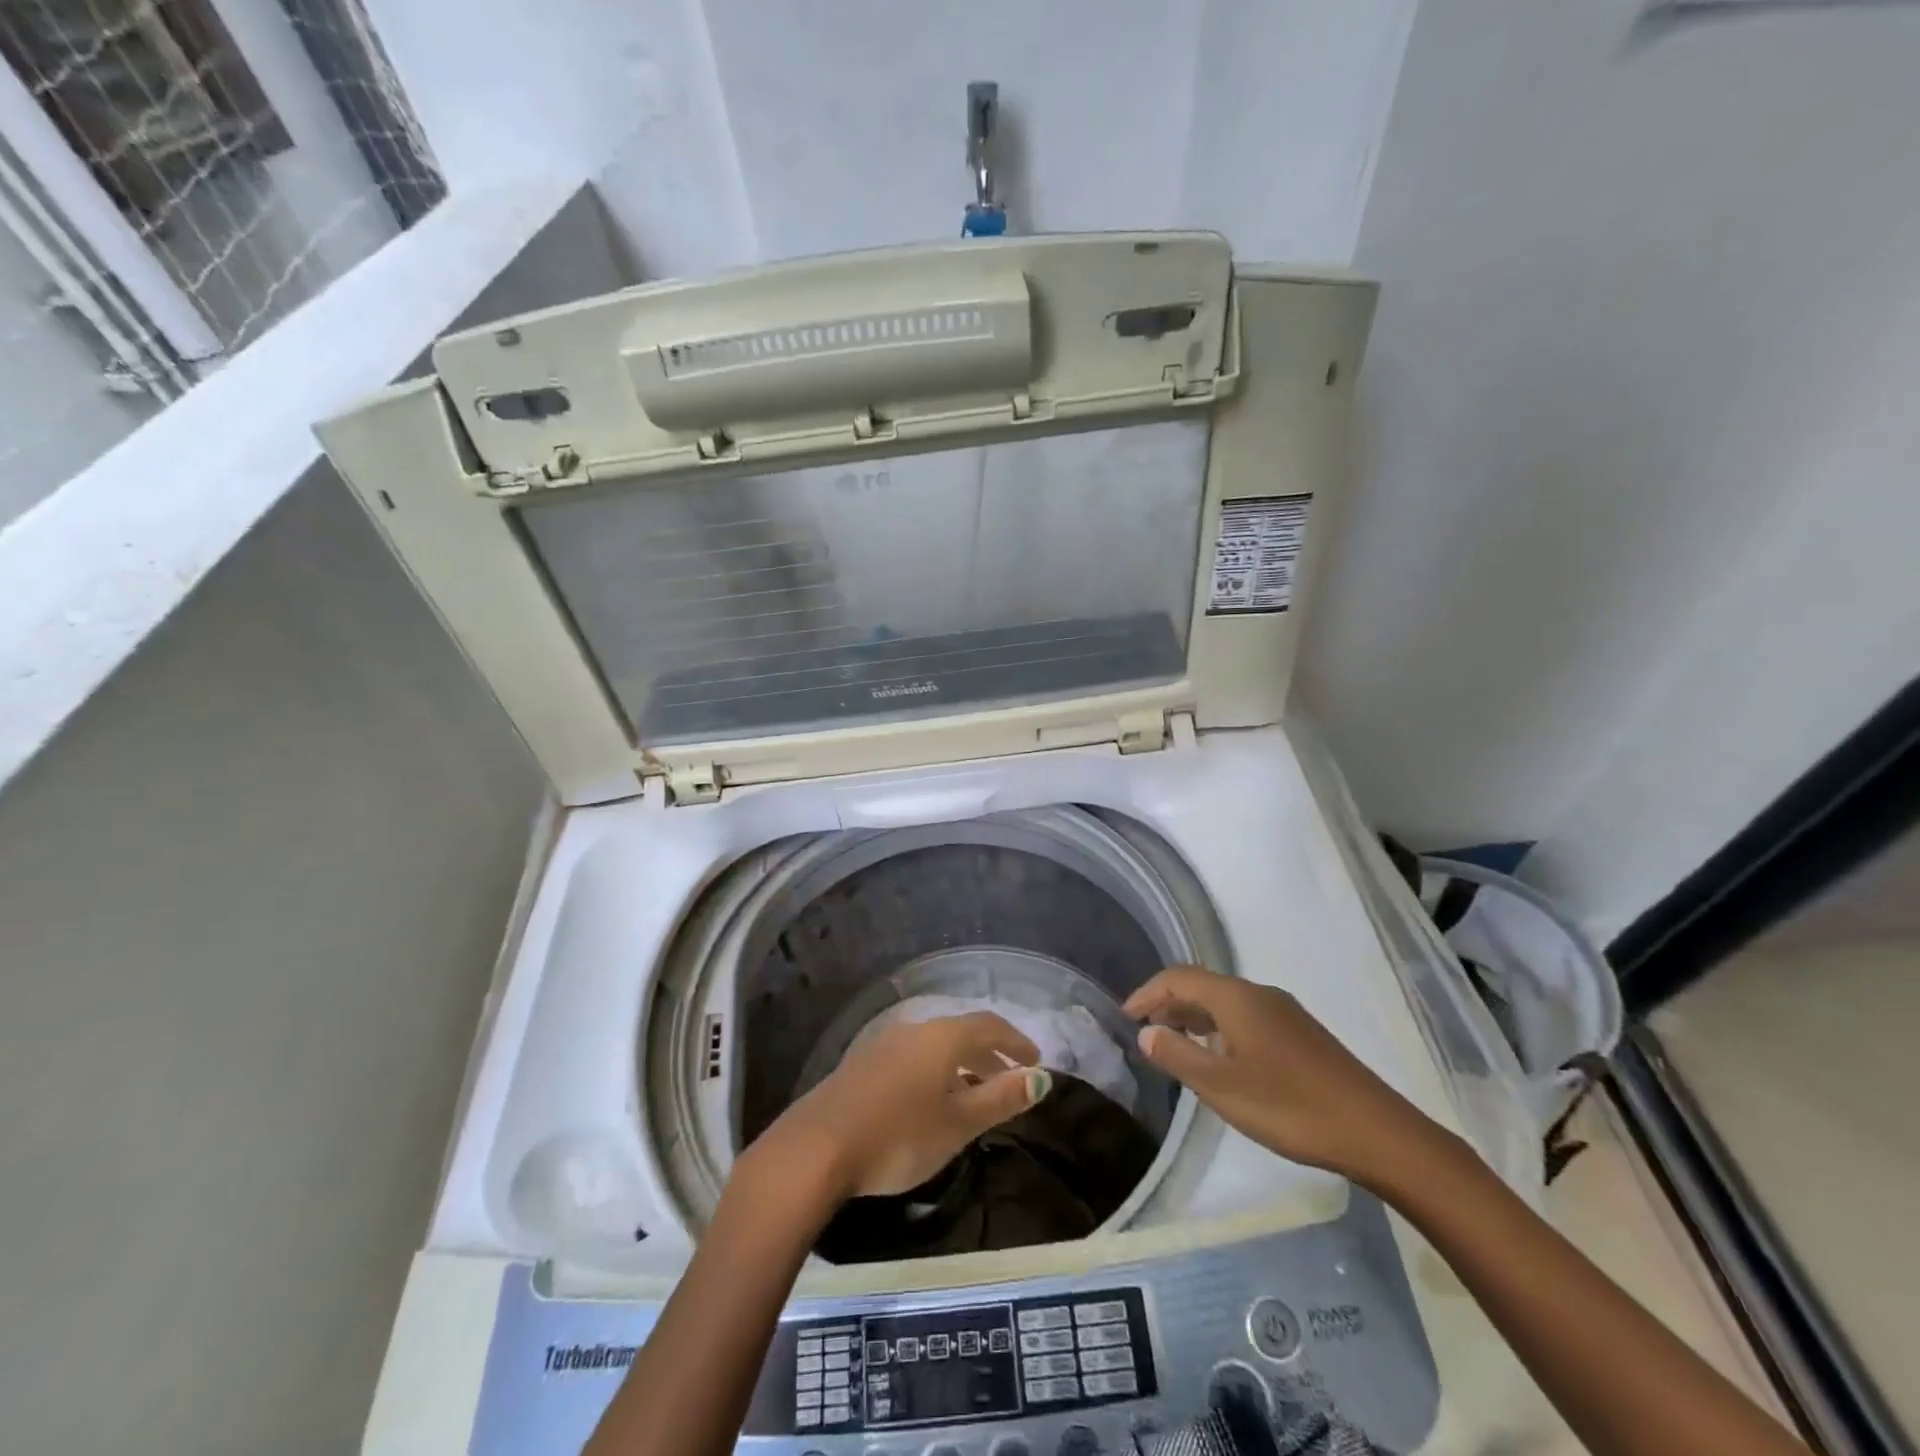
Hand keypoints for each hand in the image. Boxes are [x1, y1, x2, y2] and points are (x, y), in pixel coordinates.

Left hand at [750, 1012, 1051, 1201]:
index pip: (989, 1025)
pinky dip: (936, 1071)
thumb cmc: (900, 1135)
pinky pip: (914, 1058)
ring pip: (936, 1046)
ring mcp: (885, 1044)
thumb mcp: (959, 1123)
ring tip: (975, 1093)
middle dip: (990, 1053)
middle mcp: (915, 1030)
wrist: (818, 1147)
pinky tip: (932, 1101)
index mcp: (942, 1037)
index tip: (1035, 1061)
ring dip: (962, 1064)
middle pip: (961, 1032)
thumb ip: (1000, 1098)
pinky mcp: (864, 1064)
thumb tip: (1041, 1078)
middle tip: (1011, 1078)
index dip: (1016, 1041)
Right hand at [1125, 965, 1439, 1185]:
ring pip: (1226, 1003)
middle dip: (1169, 1004)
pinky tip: (1221, 1058)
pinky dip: (1220, 1028)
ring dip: (1194, 1017)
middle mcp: (1260, 994)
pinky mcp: (1302, 1035)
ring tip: (1175, 1043)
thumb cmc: (1289, 1106)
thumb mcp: (1221, 1086)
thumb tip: (1146, 1032)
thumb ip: (1178, 1055)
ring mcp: (1285, 1013)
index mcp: (1237, 998)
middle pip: (1203, 985)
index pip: (1179, 977)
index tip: (1126, 1017)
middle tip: (1145, 1031)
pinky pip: (1246, 1018)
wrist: (1376, 1131)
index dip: (1148, 992)